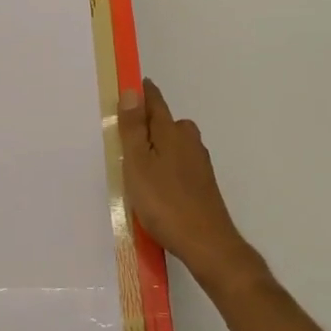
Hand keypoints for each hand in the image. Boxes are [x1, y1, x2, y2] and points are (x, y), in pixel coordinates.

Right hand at [118, 79, 267, 298]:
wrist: (207, 244)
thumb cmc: (165, 202)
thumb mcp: (138, 164)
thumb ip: (133, 128)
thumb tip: (132, 90)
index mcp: (171, 131)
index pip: (155, 102)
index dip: (142, 93)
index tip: (129, 86)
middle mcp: (189, 141)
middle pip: (165, 122)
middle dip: (147, 122)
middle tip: (123, 132)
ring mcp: (199, 163)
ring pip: (172, 144)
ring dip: (156, 146)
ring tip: (135, 163)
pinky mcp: (202, 184)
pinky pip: (178, 163)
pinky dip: (165, 165)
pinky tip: (155, 185)